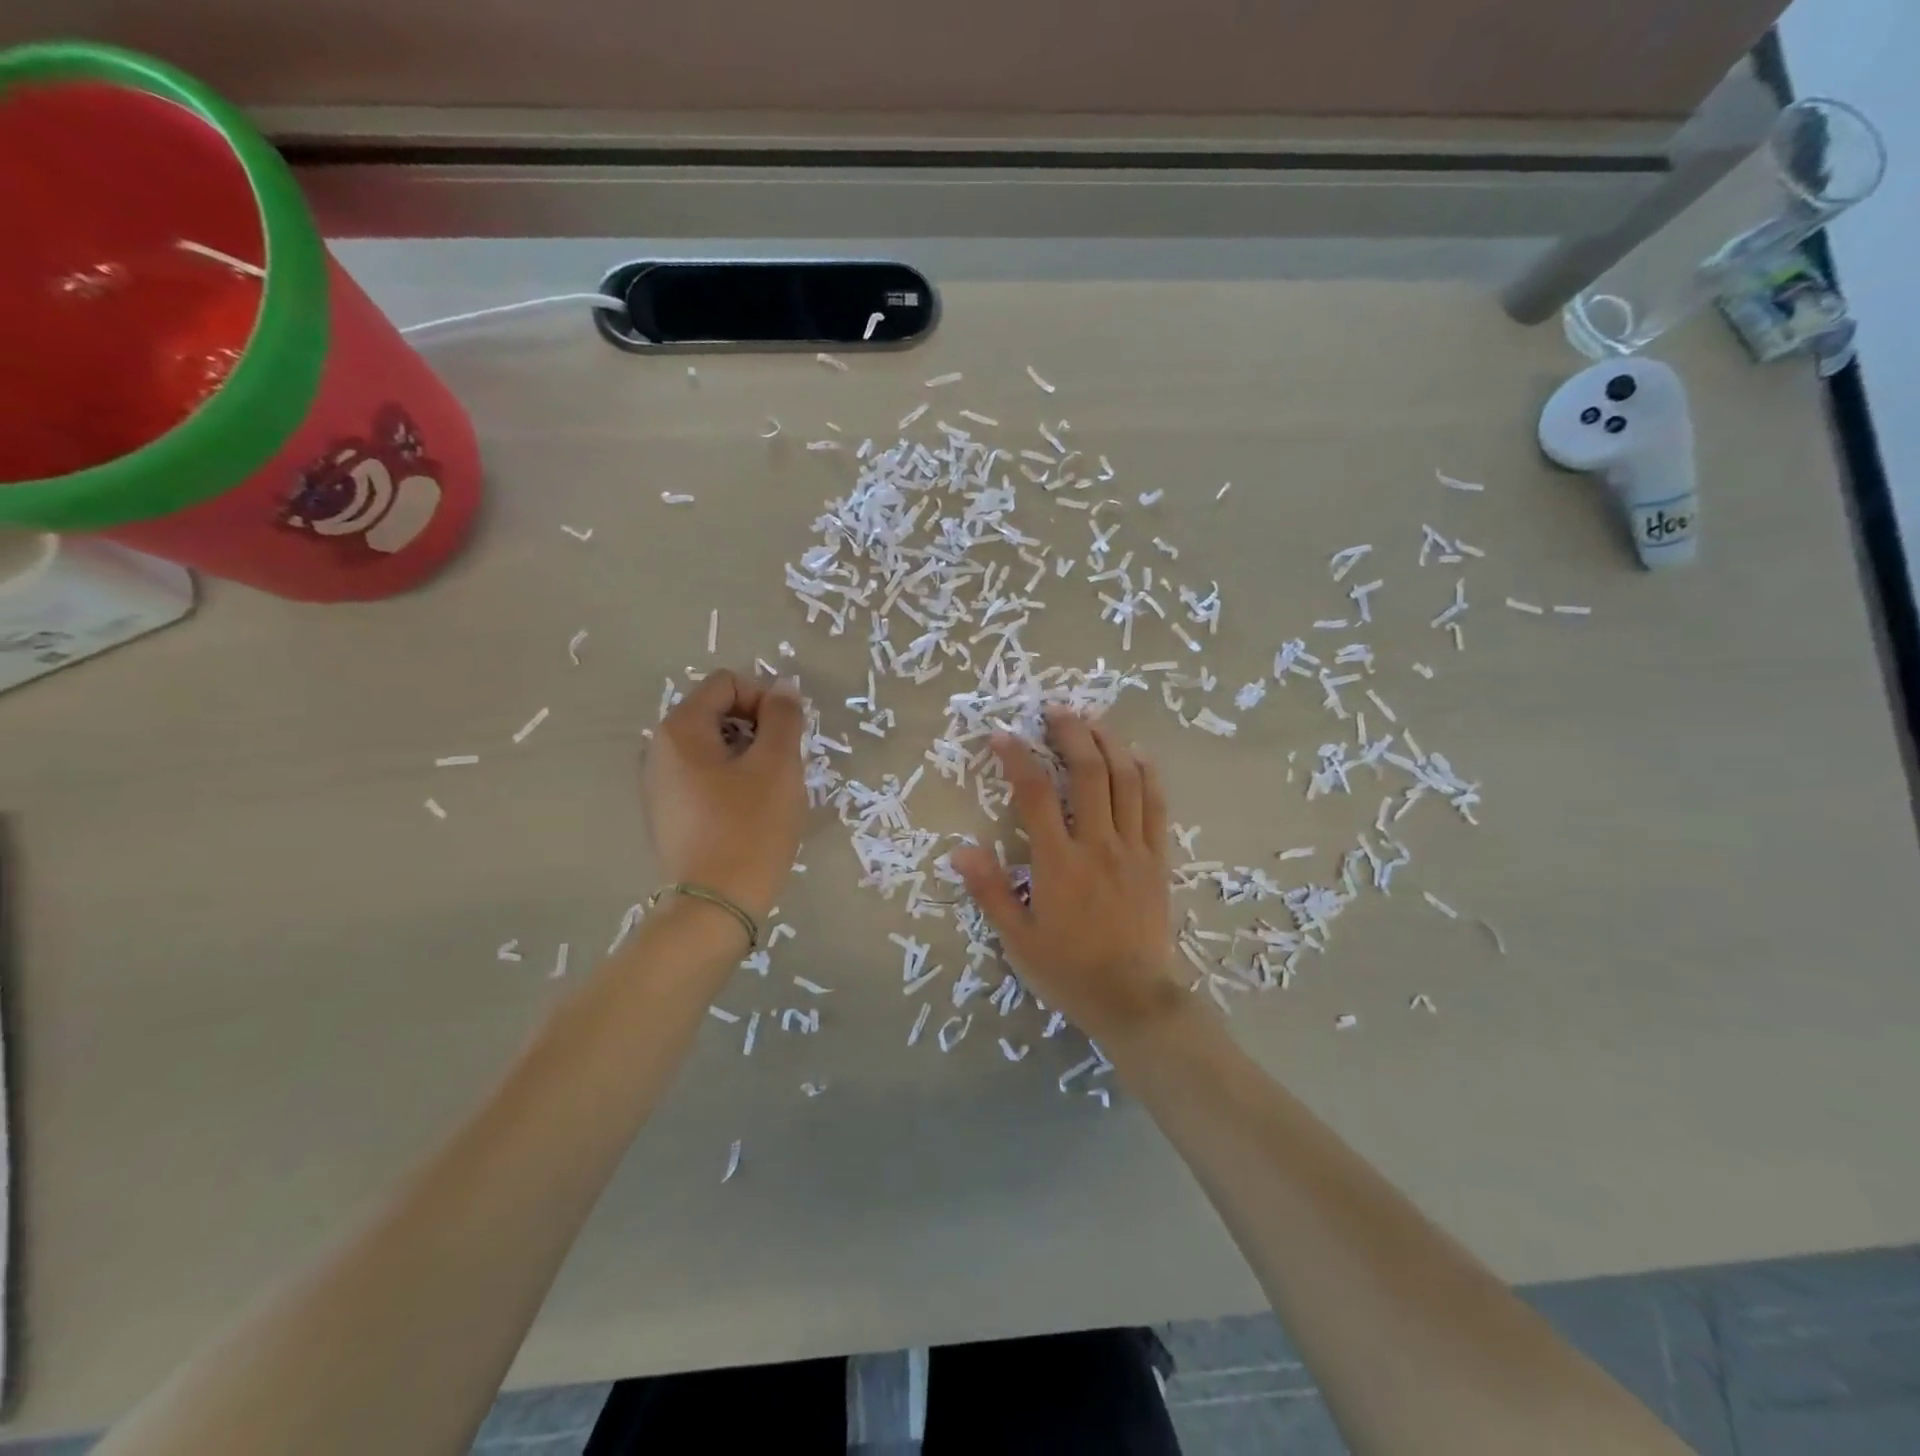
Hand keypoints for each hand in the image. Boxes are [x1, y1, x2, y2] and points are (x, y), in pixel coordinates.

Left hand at [642, 671, 807, 925]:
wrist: (716, 905)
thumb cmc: (750, 827)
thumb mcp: (778, 765)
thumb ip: (783, 717)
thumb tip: (782, 688)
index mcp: (680, 729)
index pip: (727, 683)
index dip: (764, 699)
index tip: (787, 735)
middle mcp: (659, 749)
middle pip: (717, 712)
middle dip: (757, 729)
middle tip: (782, 765)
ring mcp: (659, 783)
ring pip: (713, 747)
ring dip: (748, 756)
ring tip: (770, 791)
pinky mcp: (667, 813)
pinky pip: (704, 777)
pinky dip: (731, 781)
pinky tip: (749, 812)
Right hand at [952, 709, 1185, 1048]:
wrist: (1133, 1000)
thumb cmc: (1068, 970)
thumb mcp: (1017, 939)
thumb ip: (990, 891)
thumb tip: (960, 850)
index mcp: (1059, 862)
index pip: (1036, 794)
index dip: (1017, 758)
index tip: (1002, 735)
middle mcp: (1098, 844)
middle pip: (1088, 772)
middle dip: (1070, 733)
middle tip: (1054, 709)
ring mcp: (1133, 849)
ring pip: (1126, 780)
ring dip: (1109, 743)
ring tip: (1092, 720)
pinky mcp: (1157, 859)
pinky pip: (1156, 807)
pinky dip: (1147, 775)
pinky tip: (1137, 755)